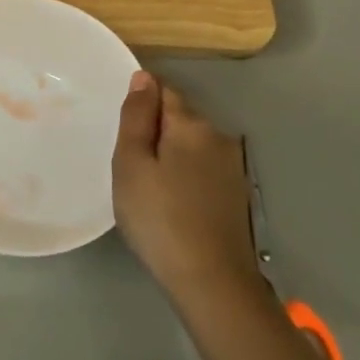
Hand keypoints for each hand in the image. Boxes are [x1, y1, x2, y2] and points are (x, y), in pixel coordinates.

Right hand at [111, 72, 263, 301]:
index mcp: (191, 125)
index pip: (163, 91)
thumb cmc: (159, 218)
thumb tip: (143, 78)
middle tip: (128, 164)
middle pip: (179, 118)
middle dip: (155, 130)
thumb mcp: (131, 164)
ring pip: (192, 145)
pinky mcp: (236, 194)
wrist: (211, 282)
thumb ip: (136, 117)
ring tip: (148, 186)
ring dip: (171, 154)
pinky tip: (172, 203)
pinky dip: (185, 175)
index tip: (122, 129)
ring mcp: (232, 167)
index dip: (141, 103)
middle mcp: (218, 137)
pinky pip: (203, 169)